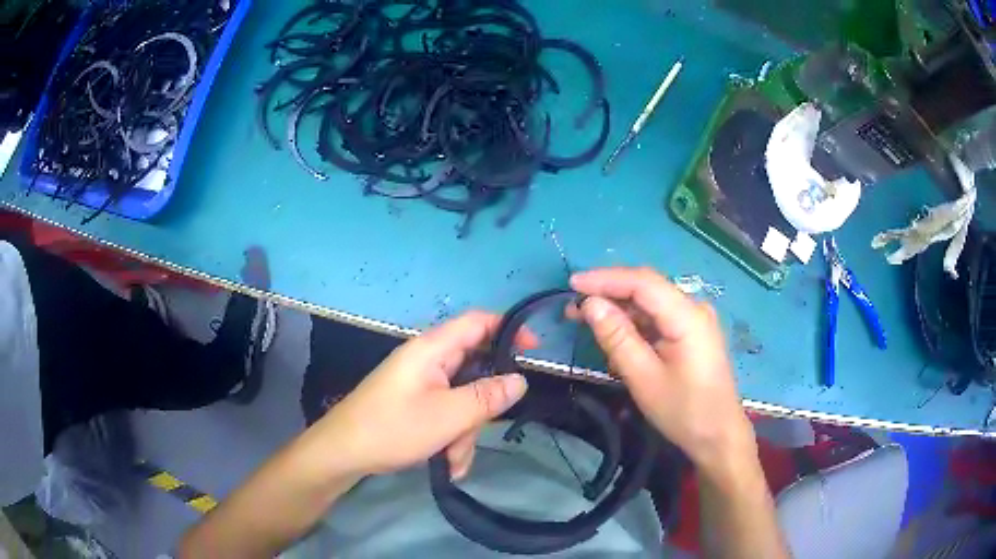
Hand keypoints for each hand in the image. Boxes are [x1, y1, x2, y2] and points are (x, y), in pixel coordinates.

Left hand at [310, 311, 533, 479]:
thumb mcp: (447, 416)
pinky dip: (450, 437)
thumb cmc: (392, 428)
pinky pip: (447, 414)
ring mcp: (421, 383)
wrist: (343, 453)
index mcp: (432, 349)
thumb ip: (487, 396)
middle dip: (481, 407)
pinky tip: (446, 463)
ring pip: (462, 400)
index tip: (535, 352)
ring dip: (464, 432)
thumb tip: (520, 379)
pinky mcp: (416, 403)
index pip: (478, 322)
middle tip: (480, 430)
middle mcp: (428, 360)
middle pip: (474, 370)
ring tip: (453, 460)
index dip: (509, 329)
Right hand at [570, 268, 755, 476]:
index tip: (571, 284)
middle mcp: (693, 309)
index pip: (642, 282)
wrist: (719, 436)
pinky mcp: (691, 334)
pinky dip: (634, 327)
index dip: (605, 279)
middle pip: (646, 289)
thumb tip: (590, 305)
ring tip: (585, 322)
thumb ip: (617, 338)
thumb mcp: (644, 378)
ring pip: (650, 305)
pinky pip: (658, 320)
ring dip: (618, 311)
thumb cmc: (684, 411)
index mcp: (688, 316)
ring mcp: (694, 321)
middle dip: (608, 294)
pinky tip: (614, 342)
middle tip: (572, 308)